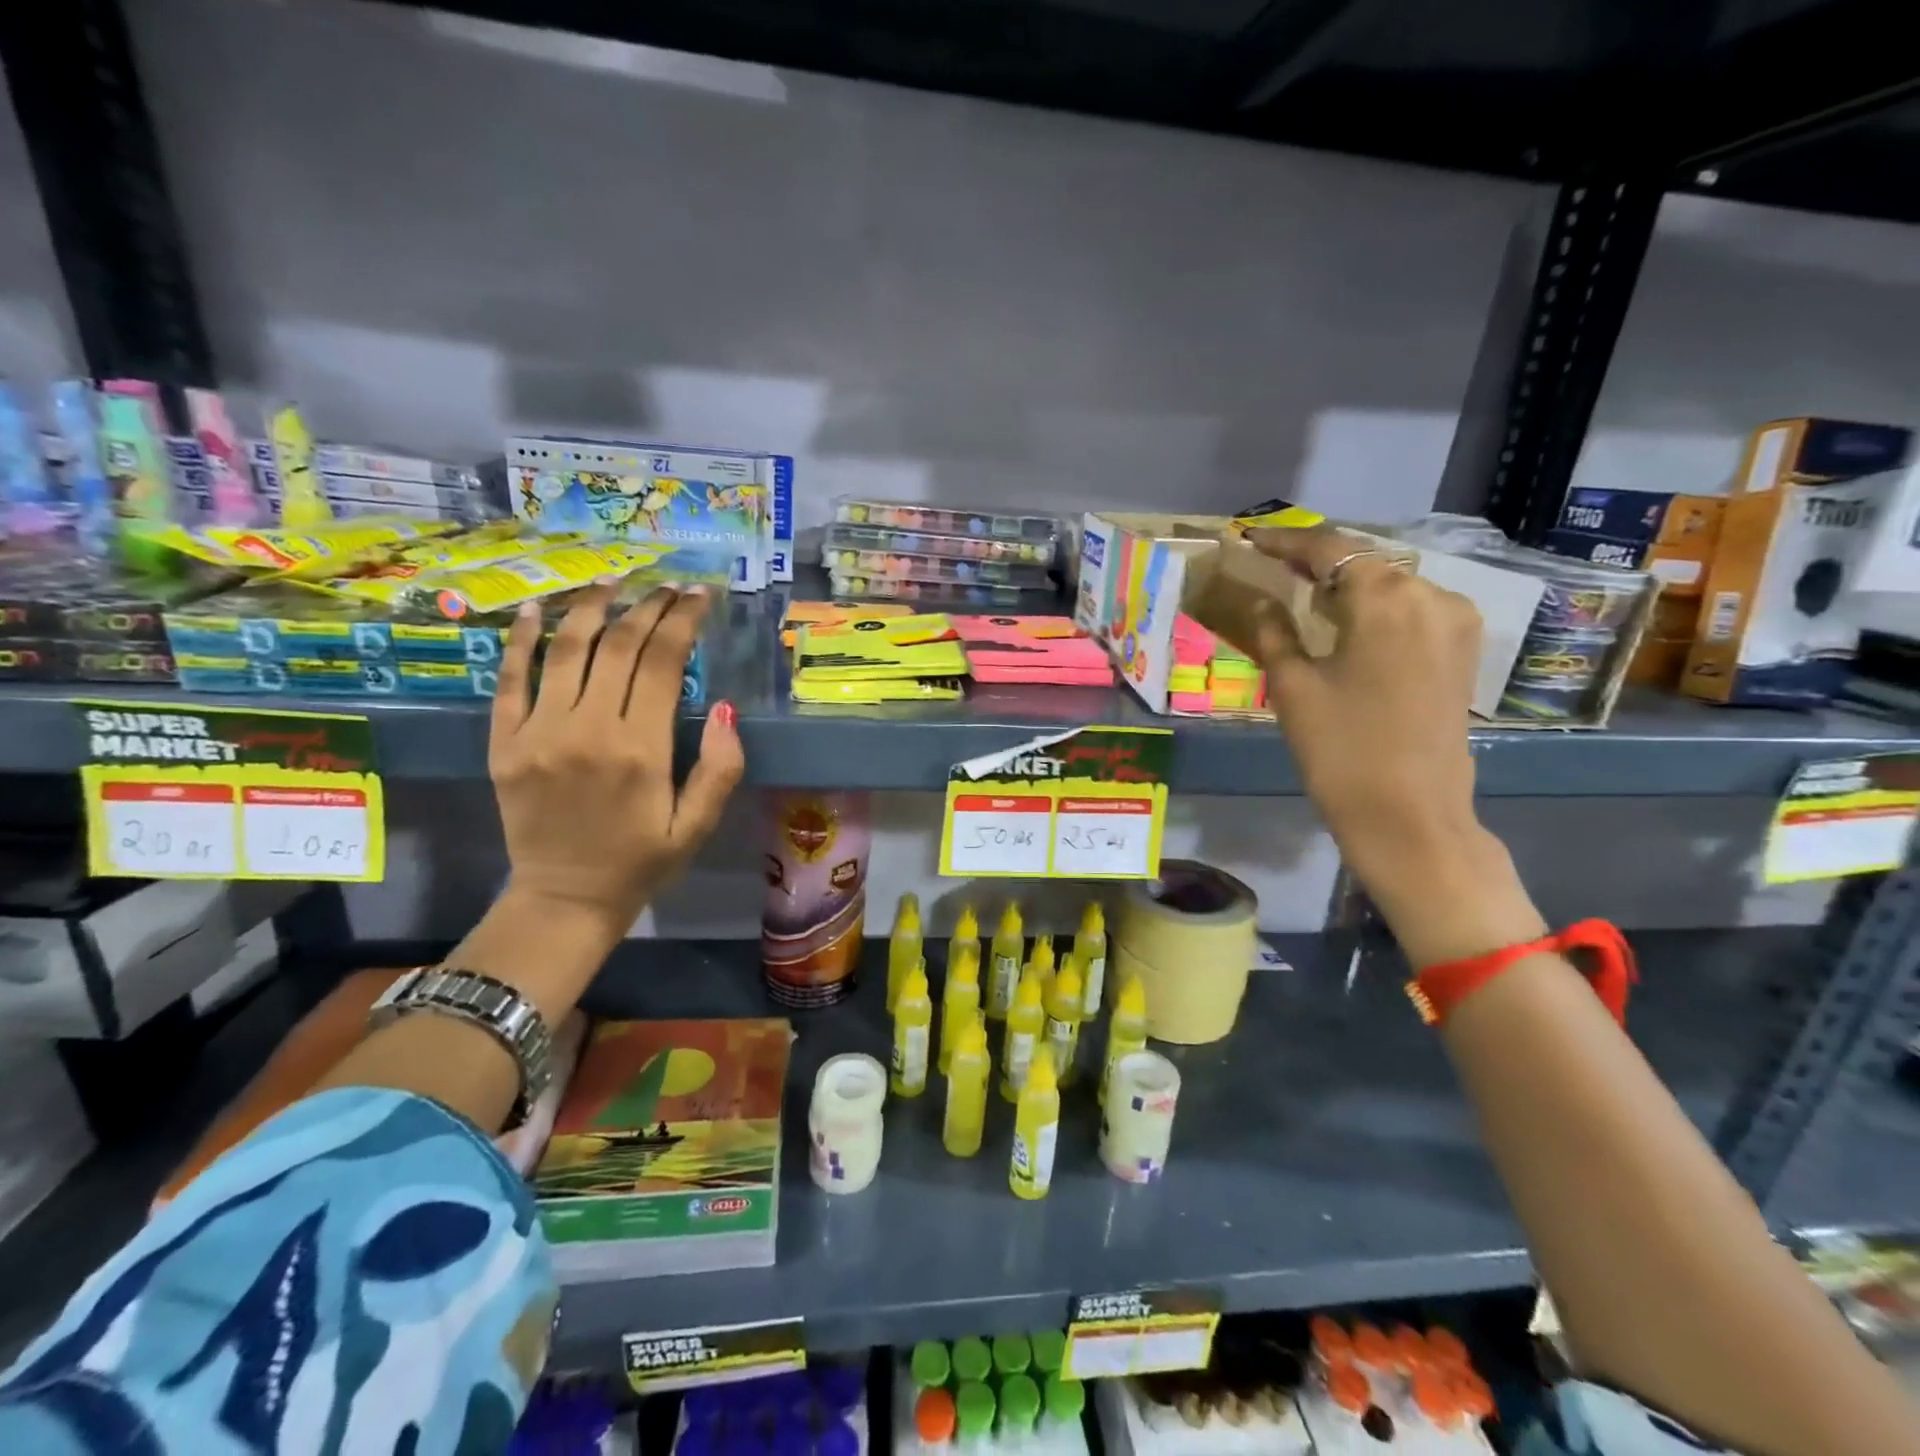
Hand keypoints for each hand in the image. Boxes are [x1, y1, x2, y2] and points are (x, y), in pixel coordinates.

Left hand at [488, 581, 743, 940]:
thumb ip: (719, 769)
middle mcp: (588, 730)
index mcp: (641, 750)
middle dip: (648, 606)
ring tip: (613, 580)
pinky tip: (538, 610)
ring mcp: (539, 732)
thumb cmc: (642, 862)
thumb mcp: (698, 826)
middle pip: (618, 646)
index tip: (699, 595)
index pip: (663, 662)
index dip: (683, 620)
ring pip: (566, 650)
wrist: (564, 899)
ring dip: (591, 607)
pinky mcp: (504, 742)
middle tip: (668, 585)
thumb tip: (728, 710)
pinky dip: (522, 640)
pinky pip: (510, 680)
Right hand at [1246, 527, 1542, 962]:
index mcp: (1385, 597)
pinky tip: (1348, 620)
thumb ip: (1274, 631)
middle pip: (1364, 561)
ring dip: (1348, 583)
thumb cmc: (1341, 749)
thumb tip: (1260, 599)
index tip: (1252, 539)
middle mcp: (1431, 595)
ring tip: (1306, 591)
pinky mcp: (1463, 649)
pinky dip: (1376, 606)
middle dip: (1318, 561)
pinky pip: (1412, 608)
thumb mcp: (1293, 686)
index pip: (1329, 550)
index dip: (1286, 542)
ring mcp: (1455, 622)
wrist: (1409, 815)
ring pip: (1391, 583)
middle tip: (1275, 565)